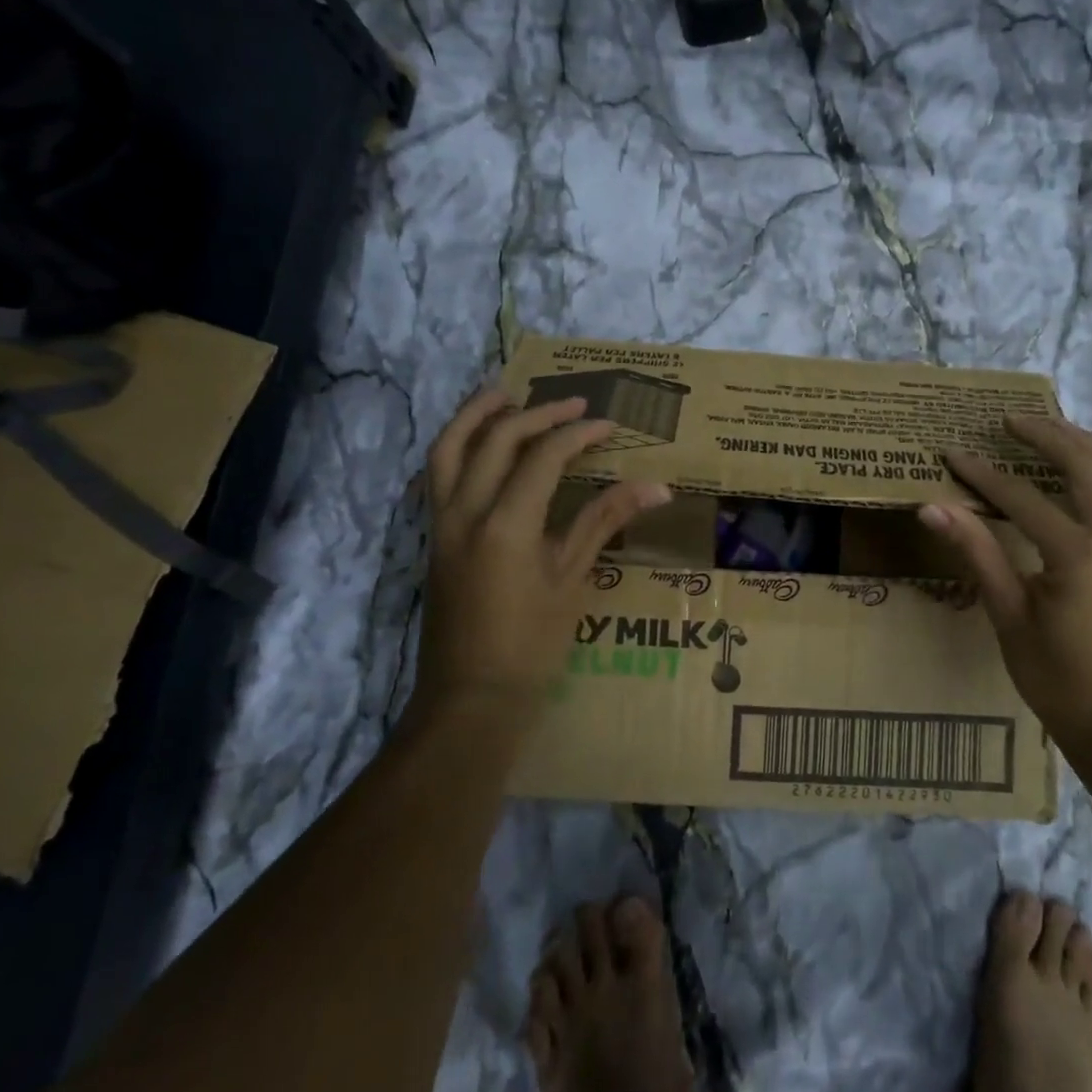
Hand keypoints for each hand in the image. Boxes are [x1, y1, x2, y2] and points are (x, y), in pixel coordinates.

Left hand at [410, 390, 671, 733]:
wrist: (471, 698)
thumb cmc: (531, 644)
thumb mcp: (573, 579)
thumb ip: (605, 521)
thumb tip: (658, 486)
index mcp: (505, 524)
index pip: (543, 457)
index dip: (578, 435)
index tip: (609, 425)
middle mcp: (466, 512)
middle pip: (495, 439)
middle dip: (536, 413)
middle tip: (573, 405)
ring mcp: (442, 523)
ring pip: (448, 448)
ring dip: (476, 414)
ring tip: (505, 393)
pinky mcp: (434, 536)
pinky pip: (438, 474)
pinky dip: (458, 446)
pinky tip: (480, 443)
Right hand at [919, 414, 1091, 748]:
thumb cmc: (1058, 679)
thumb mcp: (1010, 616)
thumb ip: (977, 553)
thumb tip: (933, 507)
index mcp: (1080, 555)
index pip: (1023, 499)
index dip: (983, 475)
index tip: (952, 452)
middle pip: (1086, 467)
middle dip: (1048, 435)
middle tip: (1010, 418)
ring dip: (1083, 446)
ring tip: (1049, 428)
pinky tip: (1079, 472)